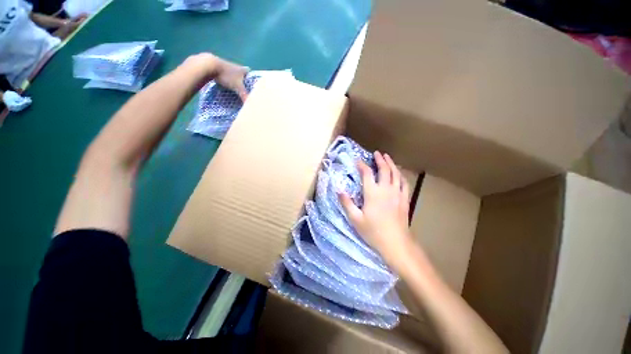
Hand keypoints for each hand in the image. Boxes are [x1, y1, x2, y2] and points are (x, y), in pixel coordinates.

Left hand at [185, 53, 248, 101]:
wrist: (209, 66)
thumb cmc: (227, 76)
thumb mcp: (237, 87)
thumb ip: (245, 96)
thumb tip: (251, 106)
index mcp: (242, 69)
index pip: (249, 72)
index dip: (251, 78)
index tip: (252, 85)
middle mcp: (235, 66)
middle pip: (241, 73)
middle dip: (242, 80)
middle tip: (243, 89)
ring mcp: (226, 65)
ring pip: (232, 73)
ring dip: (233, 79)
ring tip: (234, 88)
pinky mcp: (217, 67)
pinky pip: (224, 73)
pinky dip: (225, 78)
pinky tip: (224, 84)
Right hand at [339, 151, 413, 265]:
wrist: (395, 243)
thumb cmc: (373, 231)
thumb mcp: (355, 218)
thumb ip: (346, 203)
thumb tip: (339, 190)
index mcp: (372, 193)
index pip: (367, 173)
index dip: (361, 165)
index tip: (357, 160)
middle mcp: (386, 189)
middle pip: (384, 169)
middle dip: (380, 160)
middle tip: (377, 153)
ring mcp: (397, 193)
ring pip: (395, 174)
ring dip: (391, 164)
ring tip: (387, 158)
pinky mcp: (404, 199)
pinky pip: (404, 183)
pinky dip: (400, 175)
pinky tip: (399, 174)